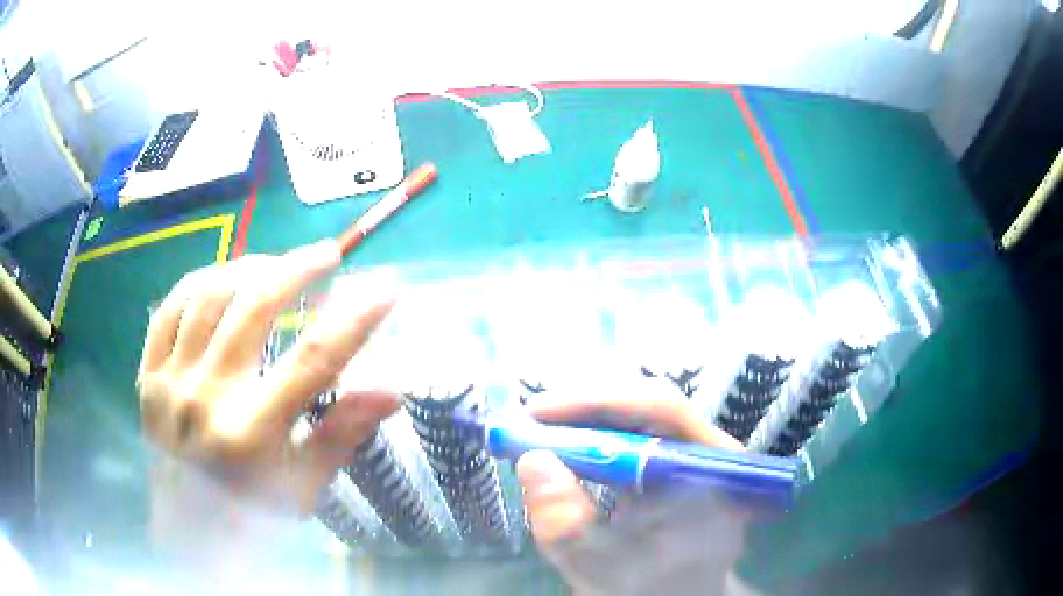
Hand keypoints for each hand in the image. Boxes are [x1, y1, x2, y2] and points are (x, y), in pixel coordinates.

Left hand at [137, 241, 396, 549]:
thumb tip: (391, 391)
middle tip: (327, 254)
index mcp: (252, 434)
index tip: (385, 286)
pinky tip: (220, 280)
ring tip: (274, 266)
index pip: (313, 361)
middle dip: (298, 269)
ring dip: (248, 268)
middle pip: (255, 308)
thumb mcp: (302, 487)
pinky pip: (168, 309)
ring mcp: (170, 382)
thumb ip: (341, 434)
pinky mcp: (147, 376)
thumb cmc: (251, 518)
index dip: (354, 318)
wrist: (186, 536)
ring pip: (207, 294)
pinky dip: (199, 283)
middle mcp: (206, 398)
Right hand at [516, 377, 748, 594]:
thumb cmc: (649, 587)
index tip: (538, 413)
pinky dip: (594, 431)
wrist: (675, 595)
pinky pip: (635, 427)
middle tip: (530, 421)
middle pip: (650, 402)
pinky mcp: (675, 457)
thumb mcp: (603, 570)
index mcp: (714, 471)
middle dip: (585, 407)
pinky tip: (566, 443)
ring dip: (586, 416)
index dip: (598, 403)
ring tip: (541, 431)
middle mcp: (711, 450)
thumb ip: (567, 526)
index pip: (663, 410)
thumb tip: (532, 460)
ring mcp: (695, 451)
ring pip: (641, 410)